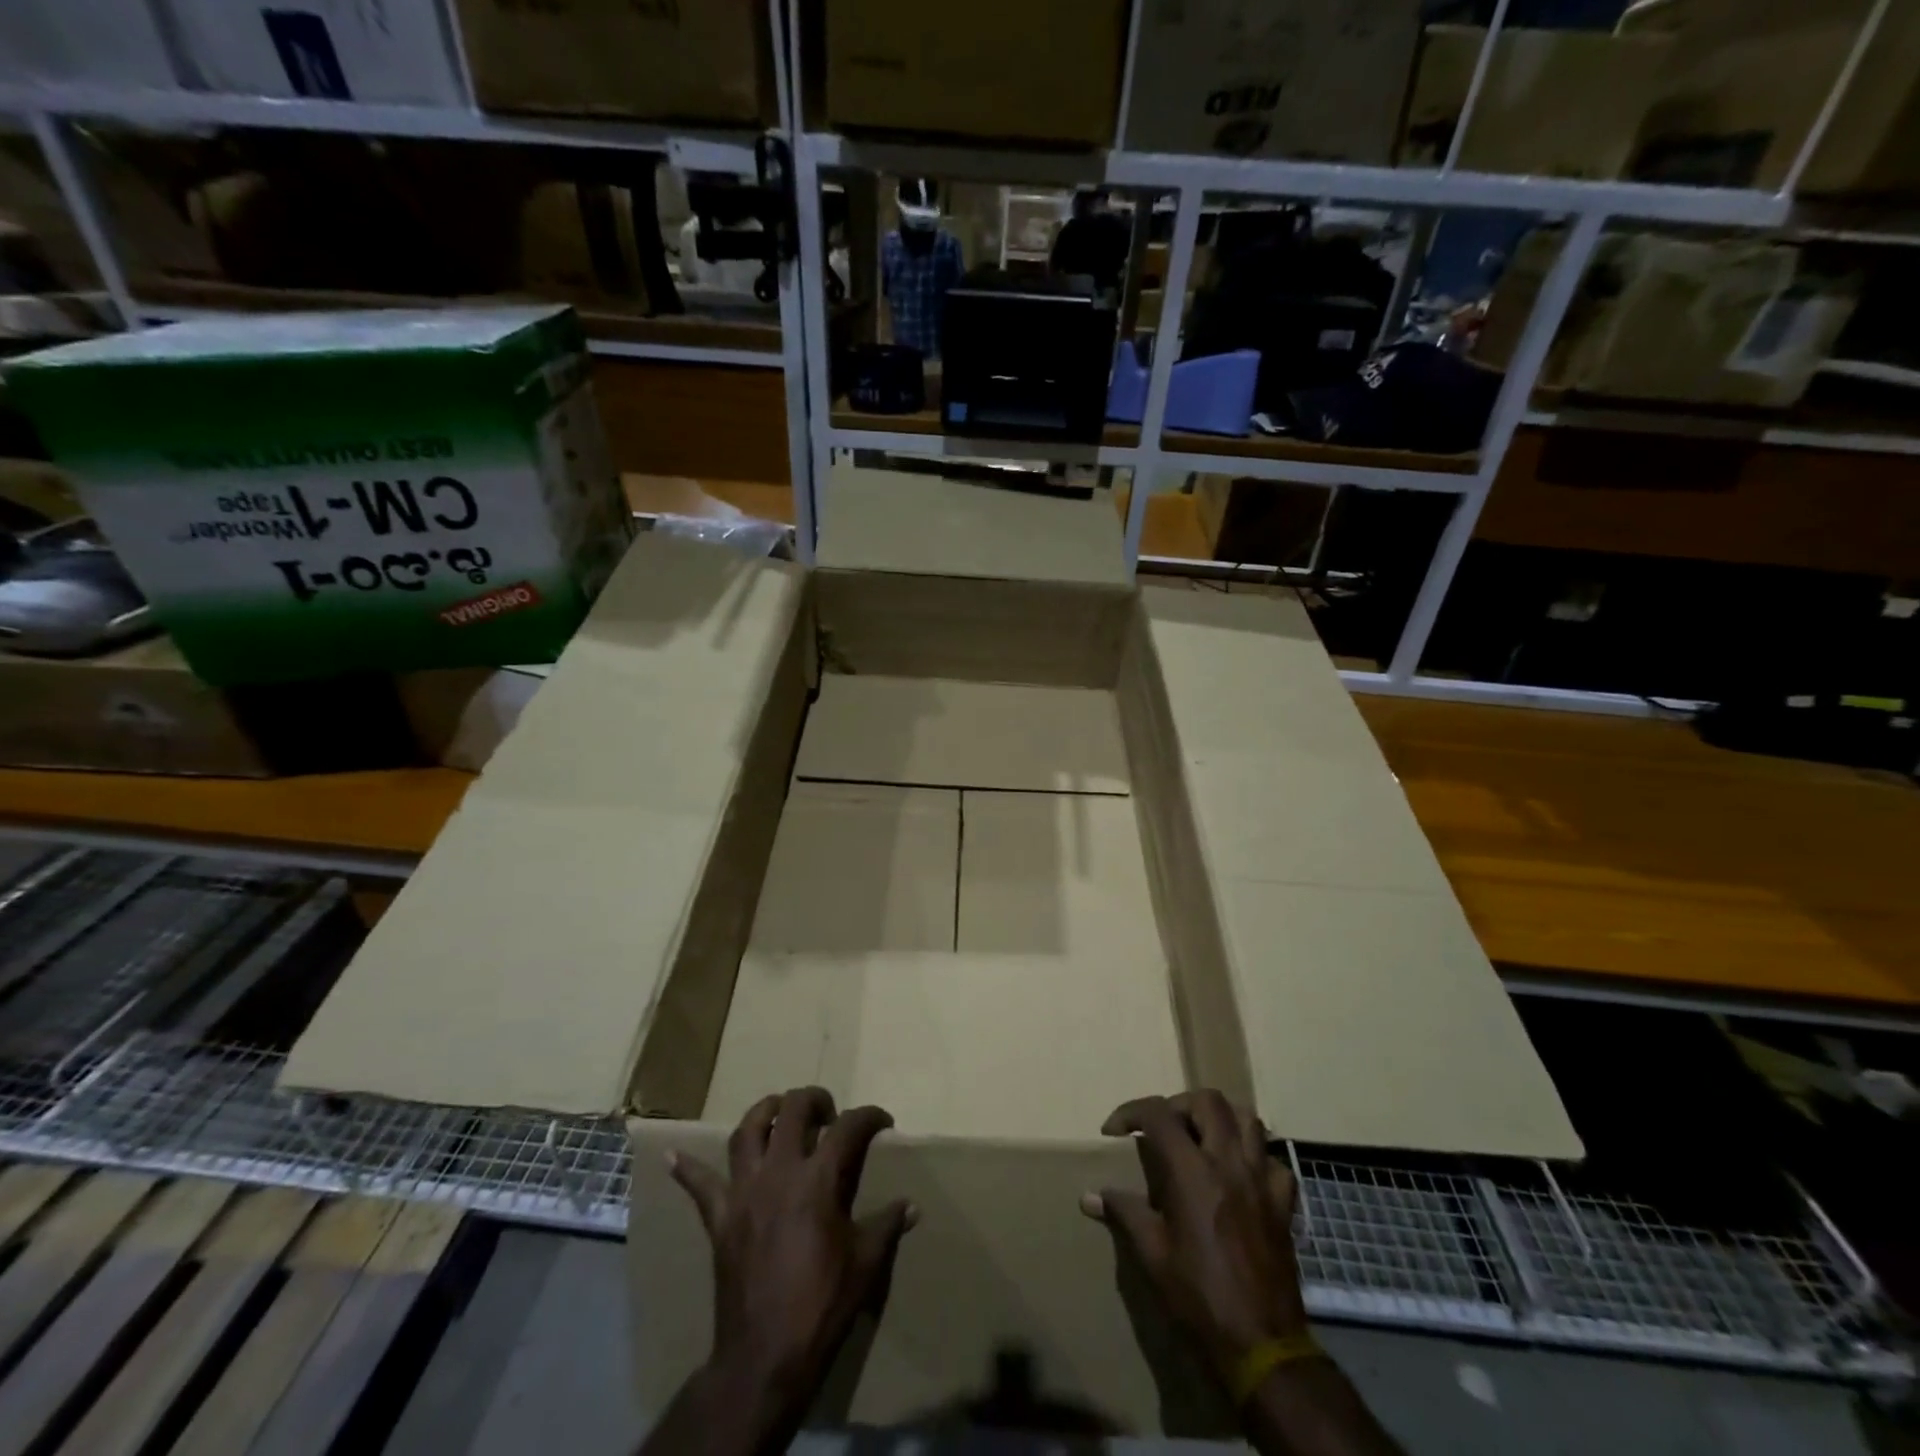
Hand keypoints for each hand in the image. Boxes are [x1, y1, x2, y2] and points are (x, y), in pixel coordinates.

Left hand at [667, 1087, 916, 1422]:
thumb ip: (888, 1225)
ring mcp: (744, 1192)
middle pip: (792, 1111)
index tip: (883, 1122)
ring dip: (764, 1112)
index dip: (870, 1117)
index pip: (848, 1128)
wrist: (765, 1354)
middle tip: (828, 1111)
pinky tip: (673, 1154)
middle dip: (814, 1100)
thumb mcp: (866, 1263)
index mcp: (818, 1180)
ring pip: (747, 1132)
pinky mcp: (720, 1218)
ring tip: (779, 1110)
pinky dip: (688, 1168)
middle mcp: (779, 1172)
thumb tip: (912, 1207)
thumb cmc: (822, 1304)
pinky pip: (700, 1187)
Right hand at [1082, 1090, 1308, 1383]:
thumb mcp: (1152, 1255)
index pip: (1158, 1113)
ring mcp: (1261, 1181)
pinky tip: (1243, 1175)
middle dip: (1180, 1105)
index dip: (1131, 1112)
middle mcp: (1229, 1163)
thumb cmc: (1199, 1297)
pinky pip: (1275, 1162)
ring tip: (1203, 1139)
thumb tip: (1089, 1196)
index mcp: (1192, 1171)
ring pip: (1248, 1120)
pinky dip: (1257, 1158)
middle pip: (1208, 1101)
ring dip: (1222, 1120)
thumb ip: (1124, 1213)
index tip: (1114, 1131)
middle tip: (1164, 1129)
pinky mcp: (1284, 1205)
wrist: (1262, 1346)